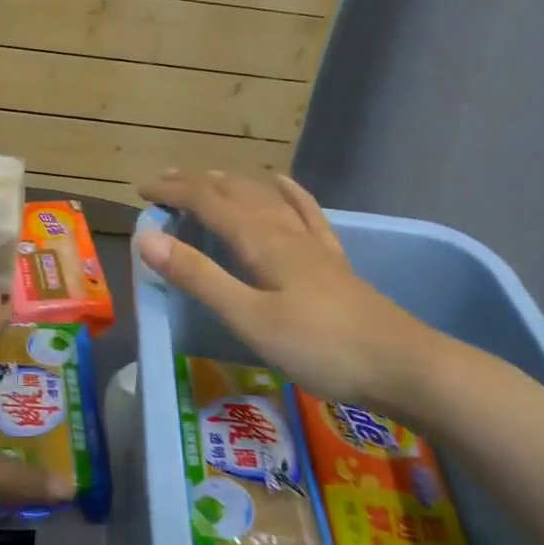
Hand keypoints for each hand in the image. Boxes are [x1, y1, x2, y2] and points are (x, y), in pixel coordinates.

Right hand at [135, 170, 453, 417]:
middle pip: (234, 192)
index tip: (140, 190)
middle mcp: (284, 231)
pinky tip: (283, 184)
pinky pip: (305, 213)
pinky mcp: (332, 261)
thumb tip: (148, 238)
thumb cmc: (320, 346)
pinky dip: (288, 193)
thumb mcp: (249, 317)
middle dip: (195, 184)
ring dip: (231, 184)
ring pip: (265, 198)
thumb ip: (199, 276)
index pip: (207, 202)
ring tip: (207, 179)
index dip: (172, 191)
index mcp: (260, 241)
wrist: (403, 365)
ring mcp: (312, 244)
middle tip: (163, 185)